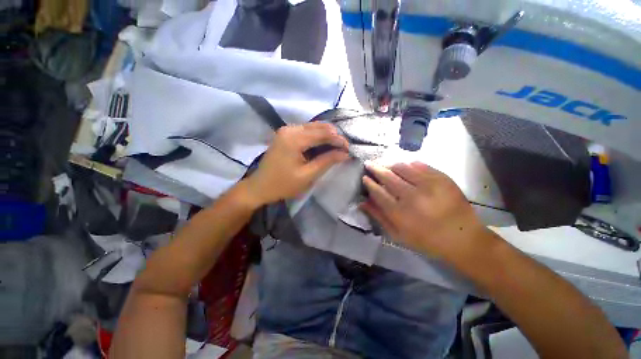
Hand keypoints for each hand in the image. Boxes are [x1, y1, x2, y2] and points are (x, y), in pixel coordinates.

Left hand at [243, 123, 349, 205]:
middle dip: (333, 136)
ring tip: (336, 147)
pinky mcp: (285, 134)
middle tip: (344, 148)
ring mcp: (286, 130)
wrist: (260, 187)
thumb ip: (327, 161)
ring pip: (313, 127)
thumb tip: (345, 153)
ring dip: (326, 135)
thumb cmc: (283, 184)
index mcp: (294, 139)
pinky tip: (323, 145)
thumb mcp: (308, 175)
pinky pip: (305, 131)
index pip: (323, 133)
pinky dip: (316, 137)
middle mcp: (290, 129)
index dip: (338, 140)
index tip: (349, 149)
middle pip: (318, 127)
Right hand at [361, 162, 494, 261]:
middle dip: (376, 168)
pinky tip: (404, 165)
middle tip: (369, 164)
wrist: (463, 239)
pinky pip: (420, 165)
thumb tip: (362, 203)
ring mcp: (428, 185)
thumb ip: (378, 217)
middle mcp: (412, 197)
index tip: (364, 177)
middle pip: (388, 176)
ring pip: (402, 167)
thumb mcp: (398, 235)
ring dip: (390, 164)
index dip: (369, 183)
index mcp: (400, 213)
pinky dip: (408, 164)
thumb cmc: (426, 240)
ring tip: (385, 164)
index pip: (378, 192)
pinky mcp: (442, 179)